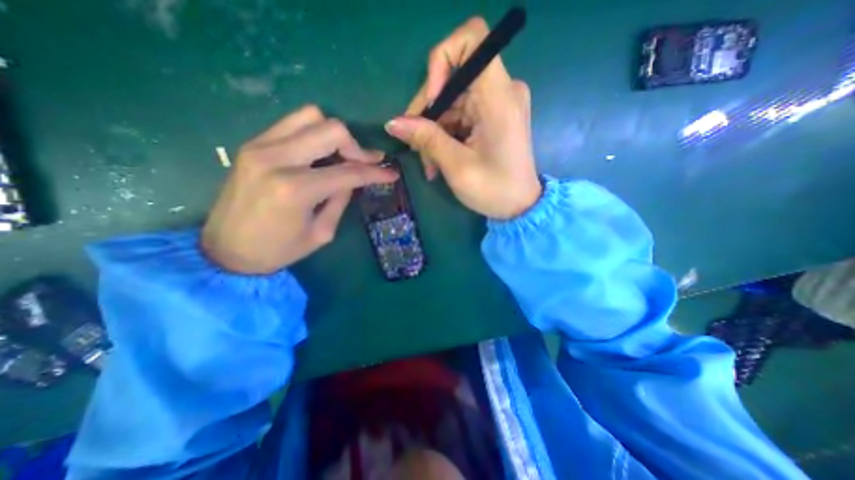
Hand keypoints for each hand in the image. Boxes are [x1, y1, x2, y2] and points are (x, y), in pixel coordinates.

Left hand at [203, 107, 398, 275]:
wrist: (225, 250)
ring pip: (311, 117)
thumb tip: (353, 178)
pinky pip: (293, 124)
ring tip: (342, 156)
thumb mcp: (322, 232)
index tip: (392, 173)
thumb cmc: (278, 250)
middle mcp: (277, 159)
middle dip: (357, 147)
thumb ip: (340, 200)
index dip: (375, 172)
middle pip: (331, 130)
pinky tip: (319, 153)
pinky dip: (314, 134)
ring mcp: (260, 146)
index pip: (348, 171)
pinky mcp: (252, 144)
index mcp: (296, 189)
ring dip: (335, 135)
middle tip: (365, 164)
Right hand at [387, 16, 539, 219]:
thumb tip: (393, 122)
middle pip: (452, 79)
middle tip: (417, 148)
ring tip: (429, 164)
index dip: (442, 61)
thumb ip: (426, 139)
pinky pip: (460, 115)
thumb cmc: (494, 190)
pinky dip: (445, 135)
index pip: (472, 39)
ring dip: (434, 132)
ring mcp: (497, 103)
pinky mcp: (492, 117)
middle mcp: (501, 91)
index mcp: (499, 96)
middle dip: (429, 113)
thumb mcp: (456, 166)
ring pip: (451, 102)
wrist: (519, 207)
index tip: (432, 101)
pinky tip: (439, 160)